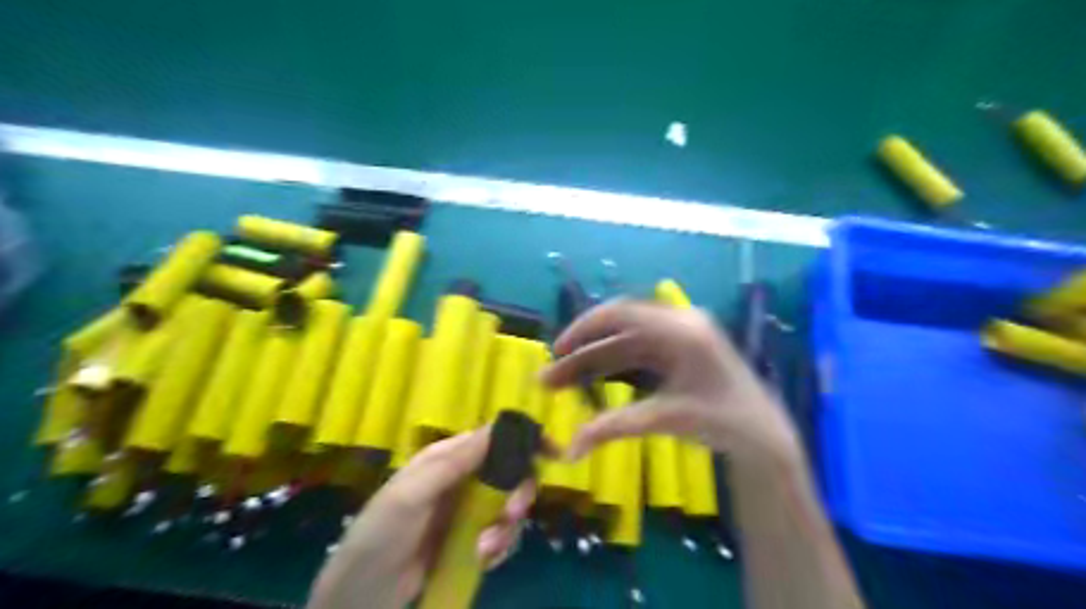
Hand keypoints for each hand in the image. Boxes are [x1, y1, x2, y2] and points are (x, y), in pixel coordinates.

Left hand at [304, 428, 531, 608]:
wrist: (361, 599)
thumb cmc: (380, 536)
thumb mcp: (411, 494)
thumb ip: (454, 462)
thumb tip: (498, 427)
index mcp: (447, 459)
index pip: (493, 438)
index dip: (524, 440)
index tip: (553, 453)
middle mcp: (462, 480)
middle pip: (510, 472)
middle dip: (518, 492)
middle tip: (511, 513)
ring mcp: (467, 512)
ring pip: (510, 506)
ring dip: (507, 527)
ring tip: (485, 549)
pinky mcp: (471, 542)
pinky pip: (502, 536)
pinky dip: (500, 547)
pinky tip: (482, 560)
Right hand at [542, 300, 794, 461]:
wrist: (763, 435)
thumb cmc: (722, 422)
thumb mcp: (666, 420)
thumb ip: (615, 427)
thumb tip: (569, 449)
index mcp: (681, 330)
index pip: (621, 314)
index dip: (583, 328)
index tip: (557, 350)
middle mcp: (679, 322)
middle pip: (618, 330)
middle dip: (582, 353)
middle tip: (550, 377)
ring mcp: (681, 334)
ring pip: (625, 342)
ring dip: (594, 360)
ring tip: (562, 383)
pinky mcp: (681, 349)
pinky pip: (638, 351)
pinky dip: (614, 365)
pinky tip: (593, 381)